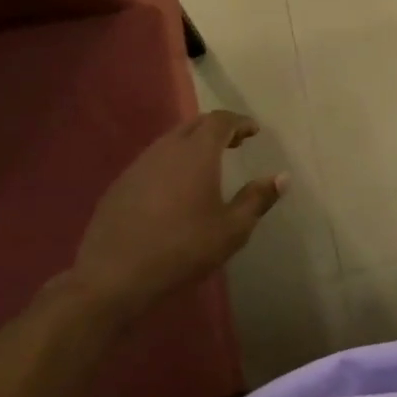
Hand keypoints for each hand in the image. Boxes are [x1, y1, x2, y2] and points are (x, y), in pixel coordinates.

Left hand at [67, 110, 285, 318]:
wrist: (114, 276)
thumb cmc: (183, 249)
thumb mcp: (232, 229)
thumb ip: (258, 199)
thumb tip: (281, 177)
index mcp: (197, 154)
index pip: (220, 121)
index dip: (240, 122)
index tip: (254, 131)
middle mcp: (166, 150)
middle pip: (194, 125)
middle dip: (217, 128)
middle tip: (235, 142)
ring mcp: (138, 166)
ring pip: (170, 141)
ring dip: (193, 144)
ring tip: (209, 163)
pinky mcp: (120, 185)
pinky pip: (153, 161)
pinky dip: (172, 162)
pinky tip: (176, 187)